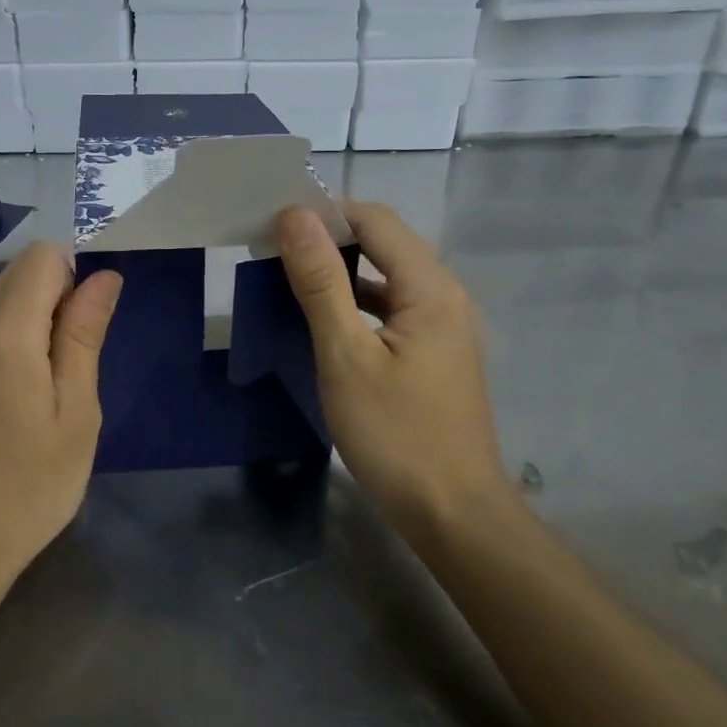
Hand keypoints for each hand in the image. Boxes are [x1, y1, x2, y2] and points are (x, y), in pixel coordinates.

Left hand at [0, 242, 121, 582]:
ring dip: (27, 327)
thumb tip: (103, 277)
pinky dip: (0, 349)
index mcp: (3, 334)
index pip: (41, 257)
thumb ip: (84, 334)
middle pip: (16, 278)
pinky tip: (6, 408)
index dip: (74, 278)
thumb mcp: (77, 412)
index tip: (84, 331)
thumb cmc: (31, 485)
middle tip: (69, 370)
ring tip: (40, 394)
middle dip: (52, 302)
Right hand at [275, 203, 517, 546]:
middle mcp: (446, 295)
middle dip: (330, 239)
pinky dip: (357, 302)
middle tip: (274, 252)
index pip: (375, 219)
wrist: (453, 513)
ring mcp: (445, 325)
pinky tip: (326, 319)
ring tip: (290, 279)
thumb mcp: (346, 356)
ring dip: (341, 271)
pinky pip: (394, 307)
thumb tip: (295, 217)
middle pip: (385, 242)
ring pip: (388, 276)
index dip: (324, 213)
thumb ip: (321, 282)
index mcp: (431, 287)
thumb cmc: (396, 435)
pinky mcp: (437, 353)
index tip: (273, 227)